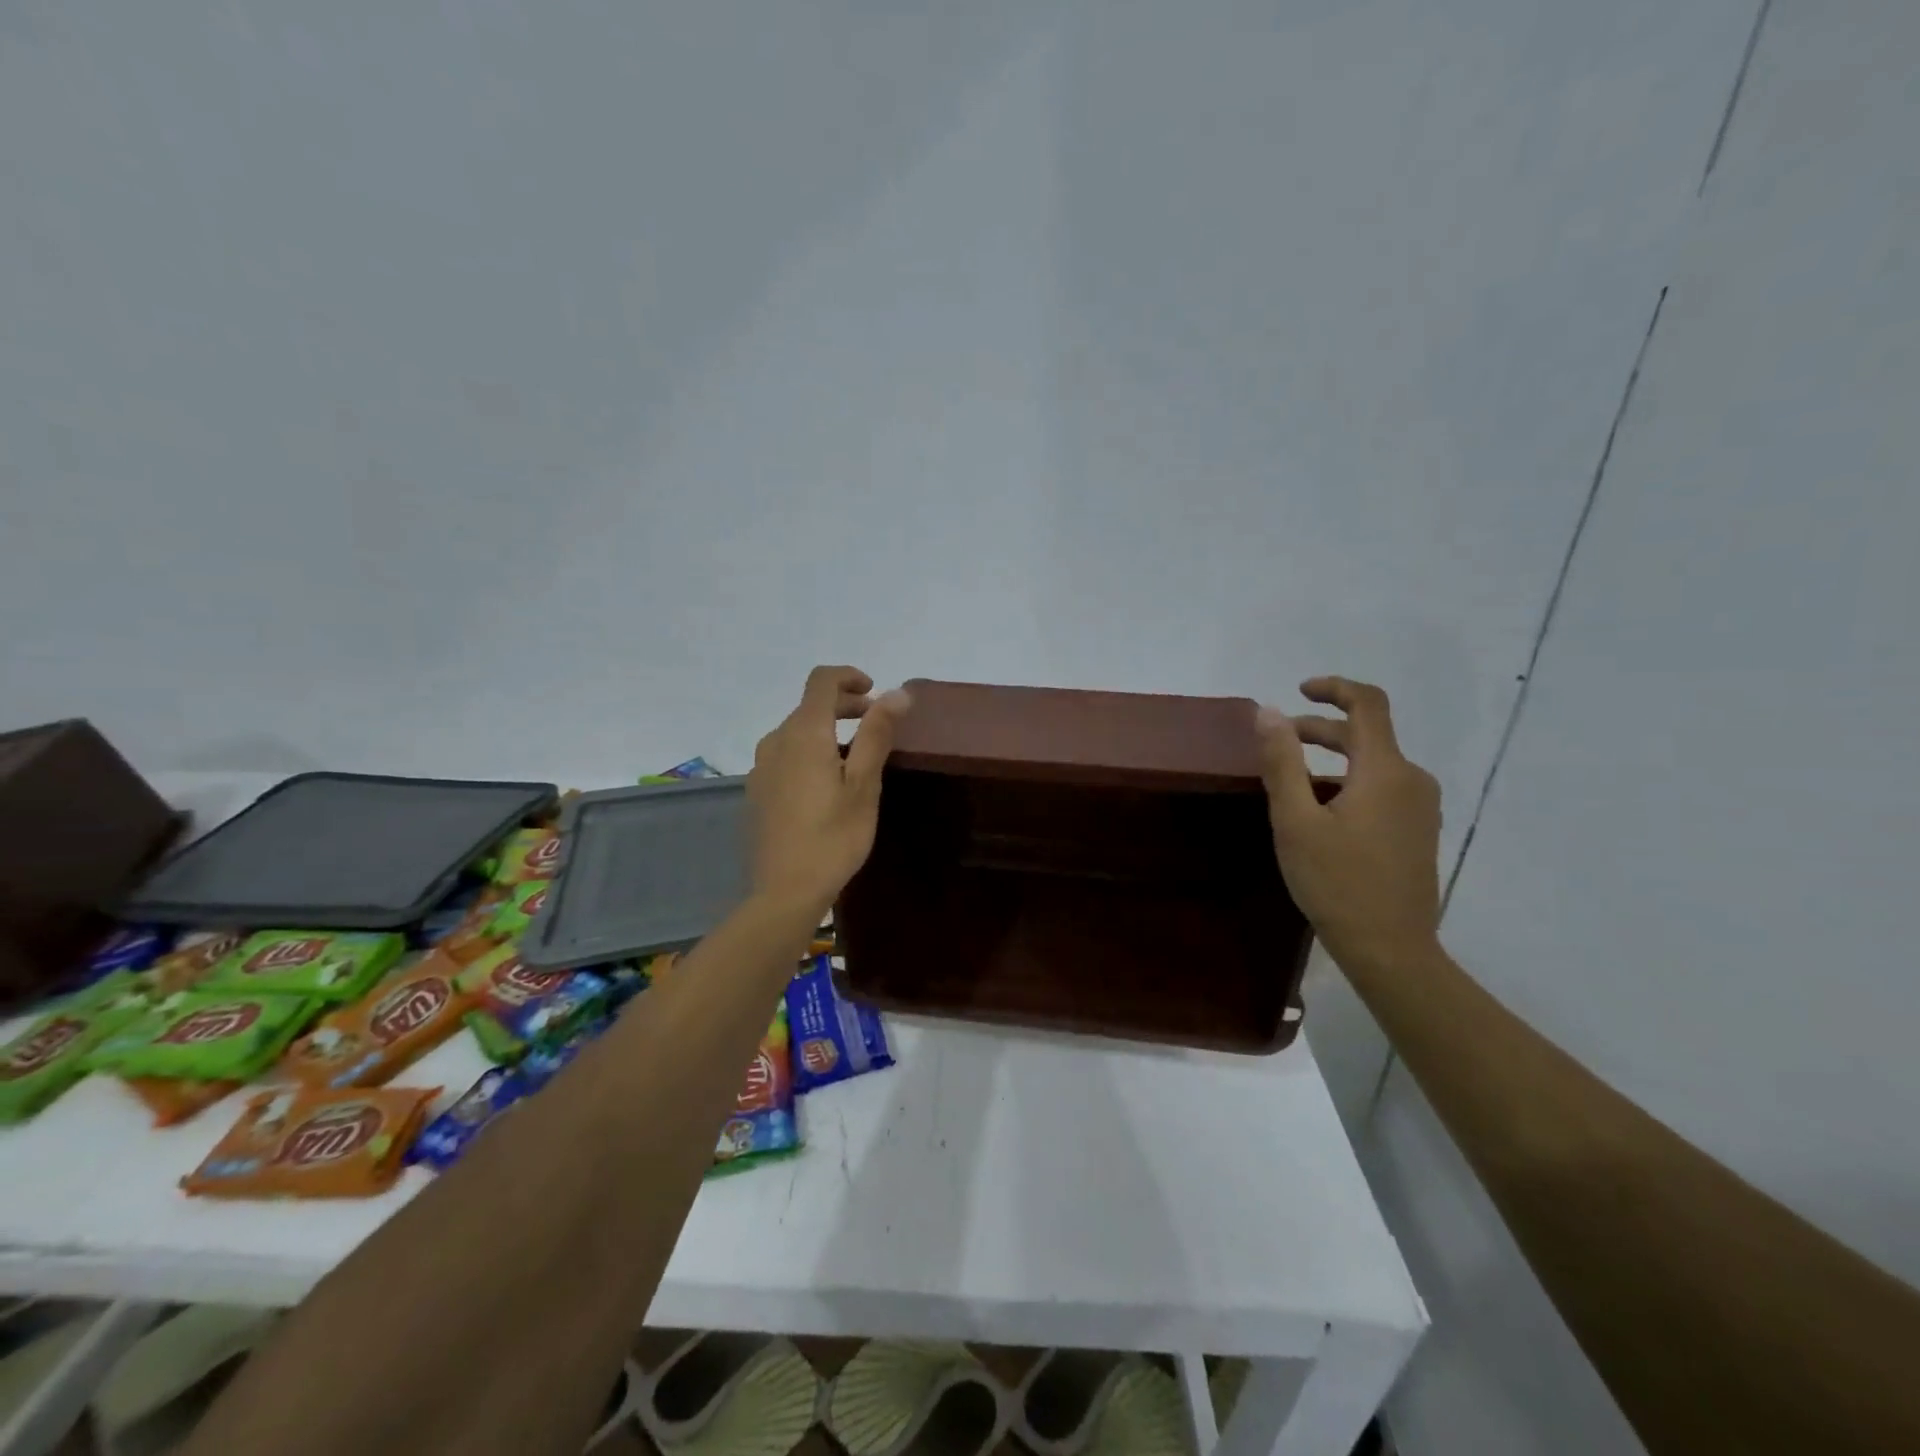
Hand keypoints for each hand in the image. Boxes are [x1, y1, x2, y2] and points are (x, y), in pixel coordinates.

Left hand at [747, 666, 908, 914]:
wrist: (784, 891)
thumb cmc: (833, 837)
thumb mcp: (864, 784)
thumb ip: (877, 733)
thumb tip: (897, 692)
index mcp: (803, 734)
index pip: (821, 681)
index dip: (849, 676)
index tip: (875, 691)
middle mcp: (776, 741)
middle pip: (809, 705)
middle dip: (844, 705)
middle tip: (876, 723)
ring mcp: (761, 767)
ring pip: (796, 731)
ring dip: (827, 729)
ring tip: (856, 755)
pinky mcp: (757, 791)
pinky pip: (785, 755)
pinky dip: (810, 751)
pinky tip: (827, 783)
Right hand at [1255, 676, 1442, 973]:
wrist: (1391, 949)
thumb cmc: (1336, 882)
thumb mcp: (1295, 821)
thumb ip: (1282, 762)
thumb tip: (1268, 711)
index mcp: (1385, 771)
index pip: (1368, 704)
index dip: (1334, 688)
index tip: (1300, 691)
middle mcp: (1412, 779)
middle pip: (1368, 734)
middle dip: (1321, 729)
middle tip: (1278, 741)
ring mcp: (1421, 807)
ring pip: (1374, 762)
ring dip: (1333, 757)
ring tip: (1292, 780)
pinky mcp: (1419, 830)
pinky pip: (1383, 787)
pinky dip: (1350, 781)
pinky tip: (1322, 810)